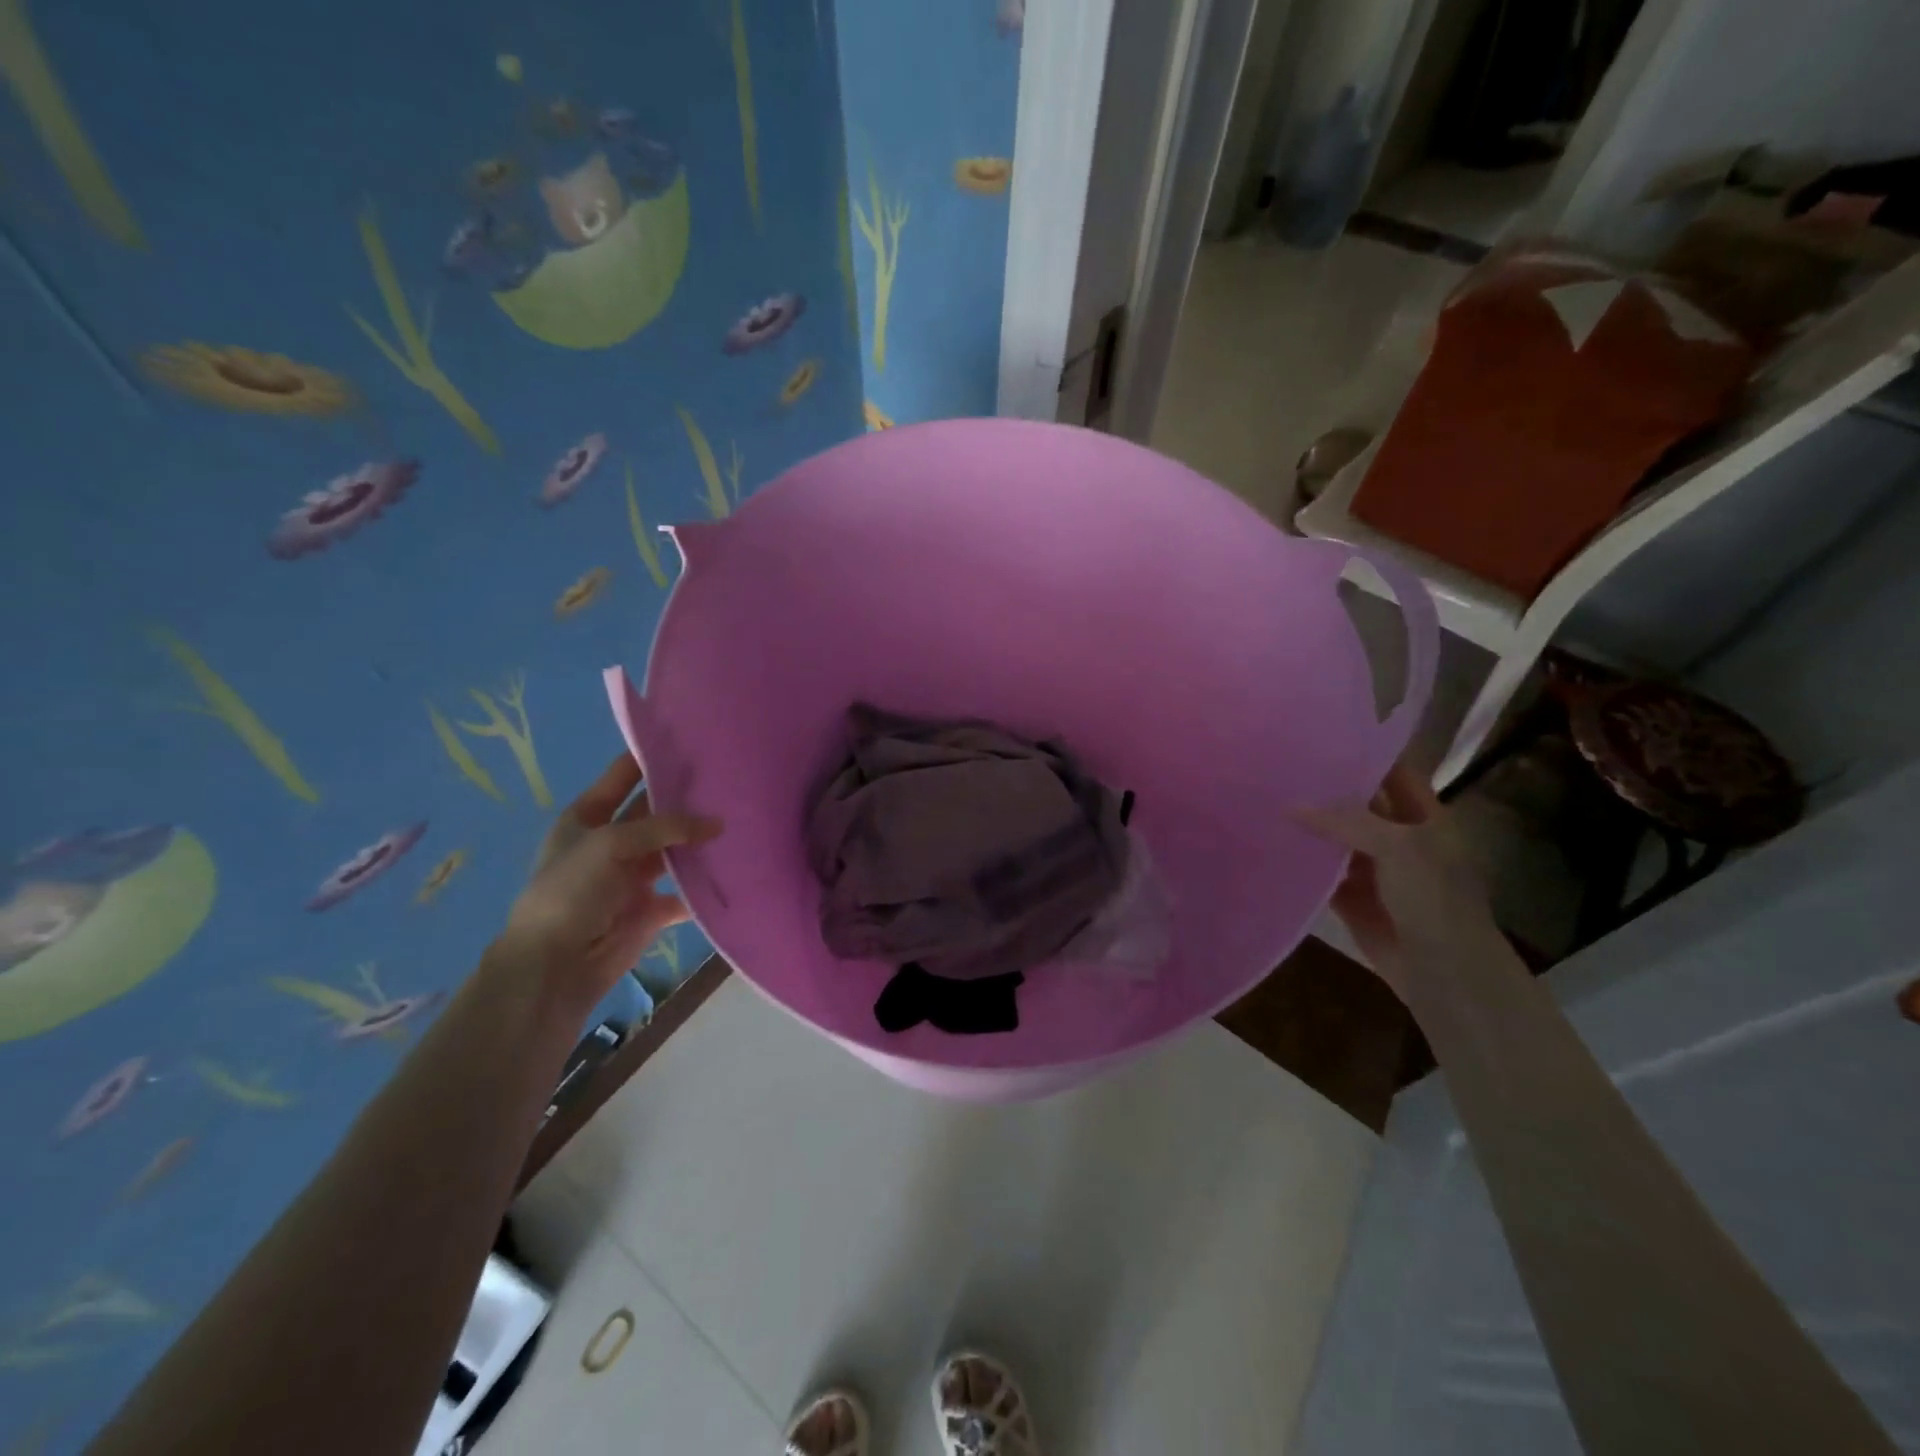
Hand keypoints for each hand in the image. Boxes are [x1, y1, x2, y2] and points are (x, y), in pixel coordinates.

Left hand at [494, 753, 721, 1009]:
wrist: (554, 966)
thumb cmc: (571, 892)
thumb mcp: (611, 843)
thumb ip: (665, 827)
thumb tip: (717, 822)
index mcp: (588, 816)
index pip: (623, 775)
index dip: (651, 756)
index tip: (692, 737)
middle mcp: (612, 842)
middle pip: (656, 812)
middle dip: (687, 799)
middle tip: (732, 779)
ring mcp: (632, 877)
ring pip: (675, 851)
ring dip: (701, 841)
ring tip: (742, 819)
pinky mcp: (651, 909)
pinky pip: (685, 892)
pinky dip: (705, 886)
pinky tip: (736, 869)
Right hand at [1293, 761, 1493, 999]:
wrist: (1444, 972)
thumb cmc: (1433, 899)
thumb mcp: (1396, 846)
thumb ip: (1345, 821)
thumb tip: (1290, 806)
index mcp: (1425, 819)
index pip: (1394, 774)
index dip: (1364, 754)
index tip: (1321, 738)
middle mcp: (1400, 839)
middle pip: (1360, 806)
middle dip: (1326, 790)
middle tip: (1281, 768)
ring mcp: (1376, 871)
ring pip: (1337, 840)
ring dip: (1310, 827)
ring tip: (1266, 800)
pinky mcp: (1354, 899)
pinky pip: (1323, 874)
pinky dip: (1303, 864)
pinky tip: (1272, 846)